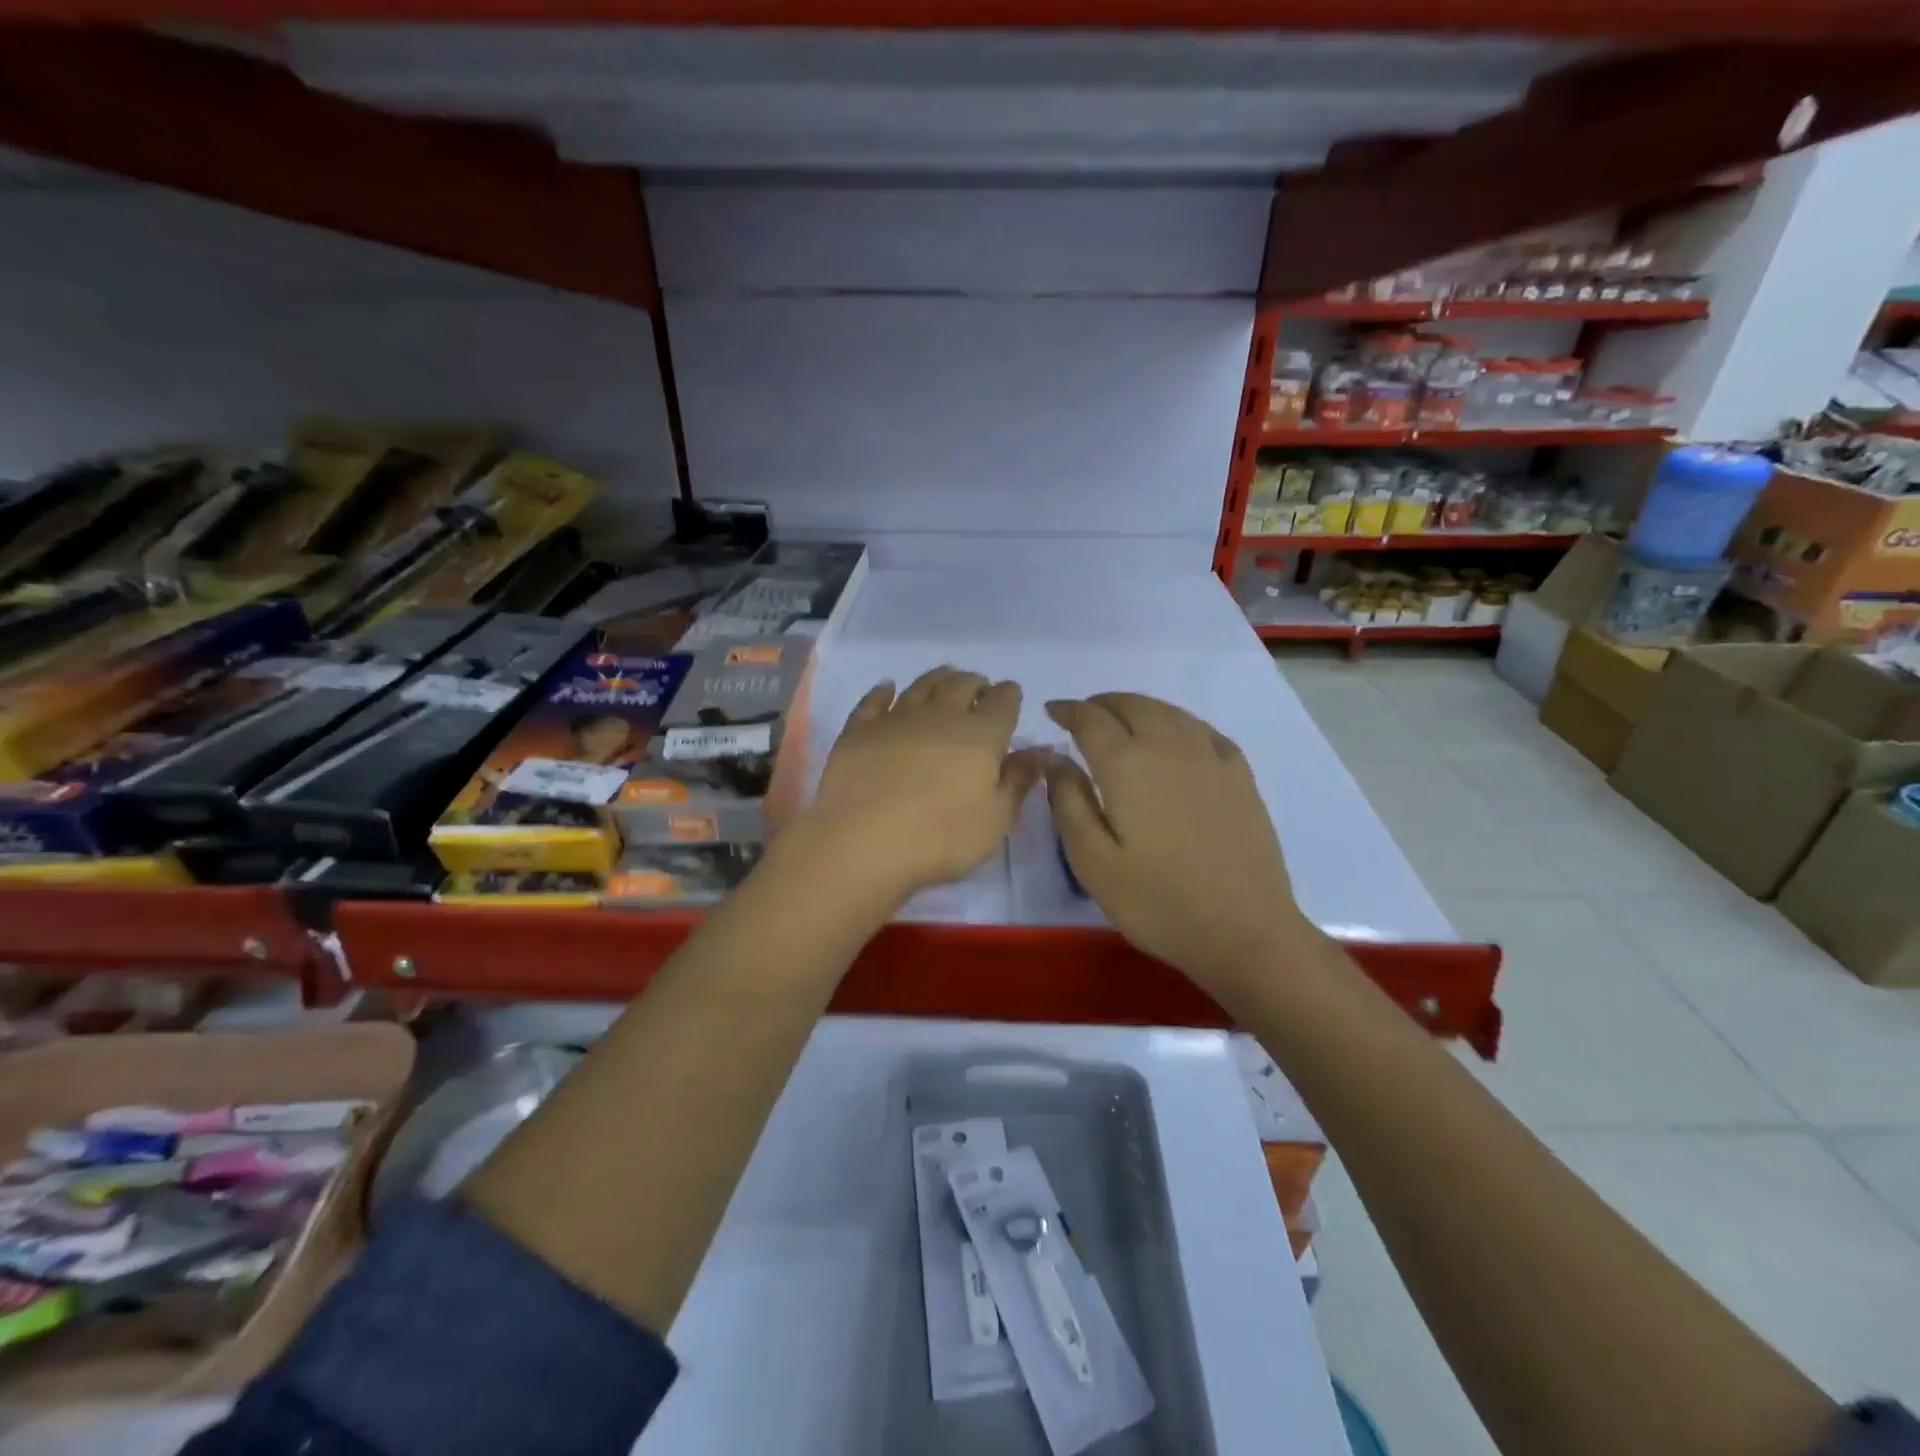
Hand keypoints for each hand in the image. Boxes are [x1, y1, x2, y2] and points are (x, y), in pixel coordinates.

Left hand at [800, 667, 1048, 902]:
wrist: (862, 842)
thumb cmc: (941, 838)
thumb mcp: (996, 819)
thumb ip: (1020, 780)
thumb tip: (1044, 750)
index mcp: (981, 735)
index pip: (1003, 702)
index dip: (1009, 695)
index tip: (1011, 696)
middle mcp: (940, 715)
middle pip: (962, 685)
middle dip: (975, 683)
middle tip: (978, 688)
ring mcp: (896, 718)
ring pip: (922, 686)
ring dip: (938, 678)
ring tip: (945, 677)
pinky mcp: (859, 730)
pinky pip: (874, 700)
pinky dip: (884, 690)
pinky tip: (888, 687)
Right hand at [1045, 693, 1313, 998]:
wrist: (1244, 930)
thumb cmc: (1157, 901)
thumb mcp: (1093, 861)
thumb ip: (1069, 802)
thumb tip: (1056, 759)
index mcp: (1127, 764)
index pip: (1090, 719)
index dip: (1068, 710)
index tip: (1052, 711)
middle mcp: (1169, 746)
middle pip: (1132, 706)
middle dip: (1102, 704)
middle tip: (1084, 715)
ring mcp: (1210, 758)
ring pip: (1169, 712)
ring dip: (1139, 707)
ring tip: (1123, 719)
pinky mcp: (1240, 776)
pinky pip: (1203, 731)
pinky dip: (1179, 722)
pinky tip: (1176, 737)